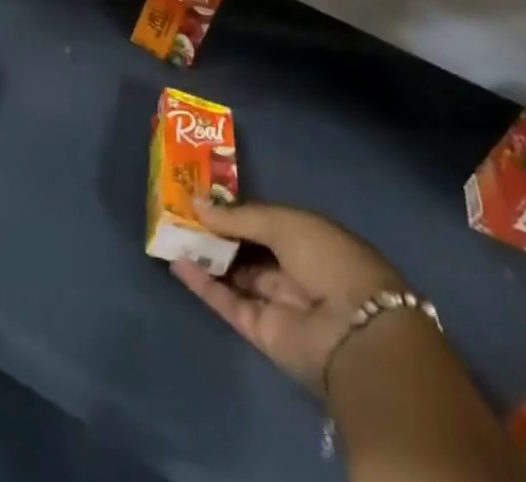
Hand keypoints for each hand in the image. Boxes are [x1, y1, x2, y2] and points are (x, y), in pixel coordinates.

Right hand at [171, 202, 411, 394]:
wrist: (354, 331)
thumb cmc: (327, 258)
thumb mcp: (283, 222)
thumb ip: (238, 217)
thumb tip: (196, 203)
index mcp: (309, 238)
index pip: (266, 221)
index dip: (235, 209)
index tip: (202, 194)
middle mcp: (294, 269)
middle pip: (248, 248)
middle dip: (217, 231)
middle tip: (179, 210)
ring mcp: (277, 302)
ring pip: (235, 275)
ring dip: (206, 255)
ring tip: (170, 232)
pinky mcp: (262, 332)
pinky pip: (228, 303)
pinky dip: (203, 284)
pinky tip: (177, 262)